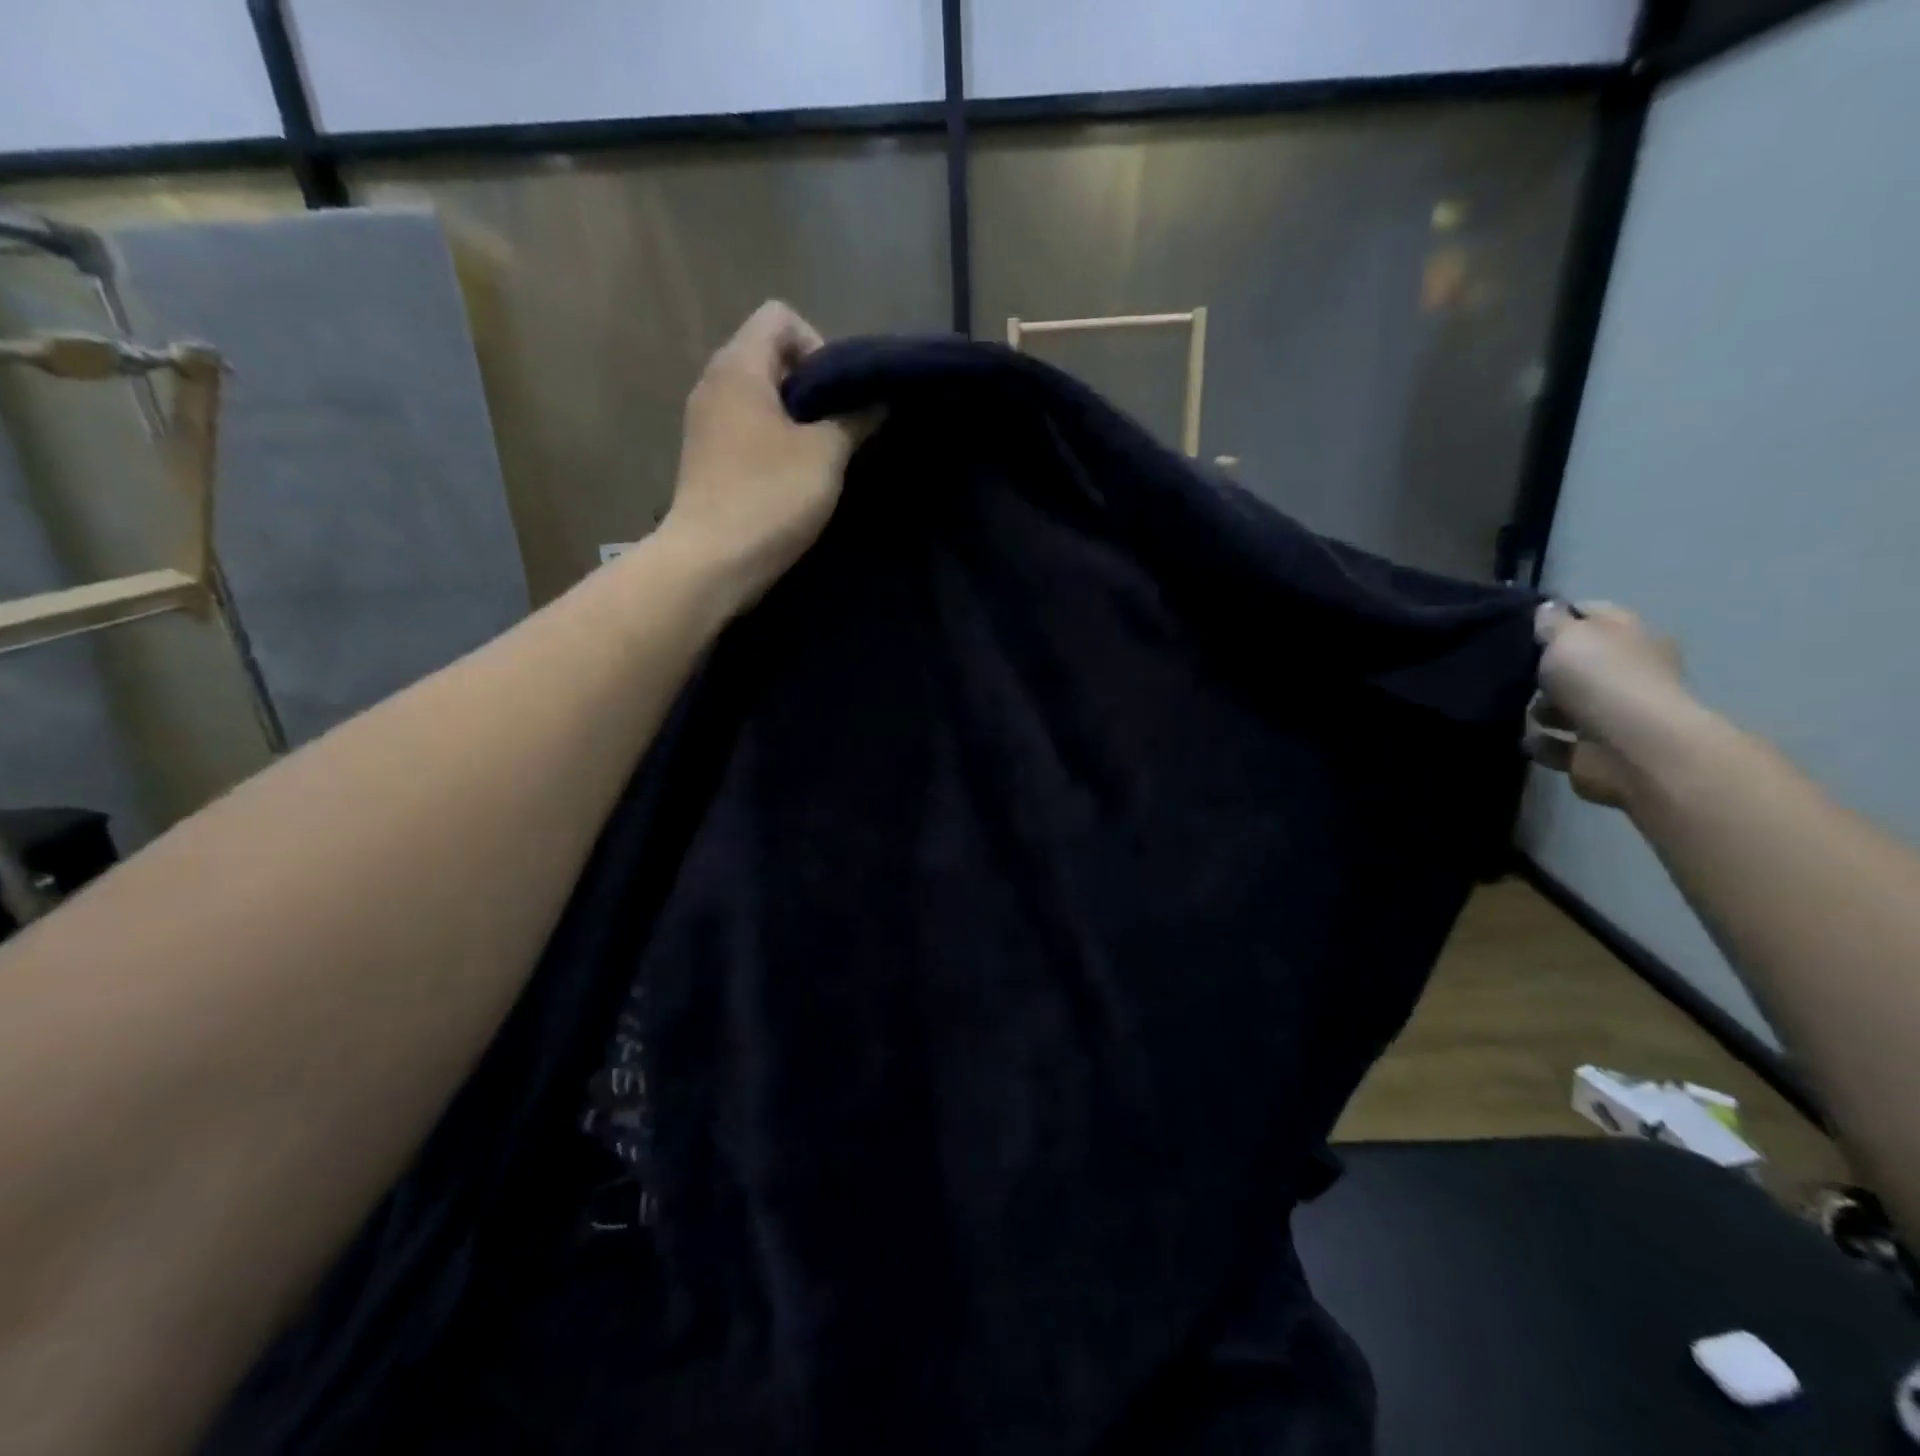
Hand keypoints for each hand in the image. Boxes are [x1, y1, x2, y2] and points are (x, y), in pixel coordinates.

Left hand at [655, 301, 867, 611]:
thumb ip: (854, 419)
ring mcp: (706, 423)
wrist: (711, 563)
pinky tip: (796, 479)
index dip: (818, 345)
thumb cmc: (769, 498)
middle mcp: (714, 383)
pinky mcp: (707, 458)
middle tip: (839, 429)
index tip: (836, 396)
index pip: (780, 317)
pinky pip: (748, 429)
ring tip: (822, 457)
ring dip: (796, 419)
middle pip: (771, 356)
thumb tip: (875, 400)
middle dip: (812, 386)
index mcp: (739, 367)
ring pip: (761, 397)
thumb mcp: (825, 455)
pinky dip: (775, 442)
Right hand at [1530, 601, 1700, 809]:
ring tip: (1515, 707)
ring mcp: (1613, 715)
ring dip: (1541, 708)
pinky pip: (1557, 743)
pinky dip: (1541, 741)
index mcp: (1633, 637)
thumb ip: (1553, 622)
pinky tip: (1526, 737)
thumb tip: (1548, 609)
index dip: (1560, 615)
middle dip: (1546, 668)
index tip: (1523, 624)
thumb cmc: (1602, 679)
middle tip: (1512, 669)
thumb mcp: (1569, 635)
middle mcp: (1629, 673)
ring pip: (1567, 705)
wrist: (1630, 748)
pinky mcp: (1595, 752)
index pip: (1595, 614)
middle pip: (1580, 663)